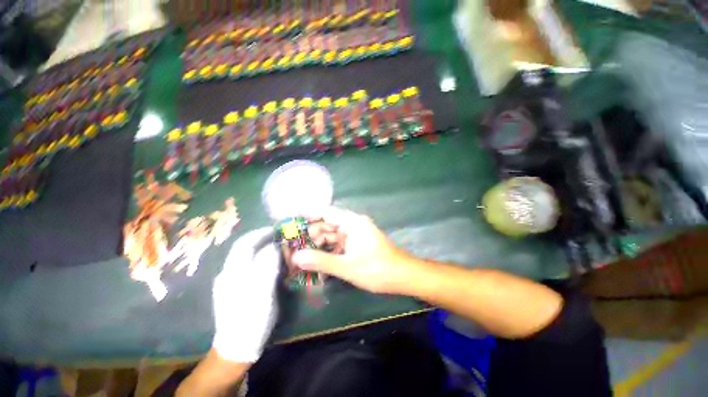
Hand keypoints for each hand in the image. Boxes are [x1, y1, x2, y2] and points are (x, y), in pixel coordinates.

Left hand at [211, 227, 278, 362]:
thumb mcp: (262, 292)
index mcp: (233, 273)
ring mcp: (228, 281)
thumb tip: (274, 247)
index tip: (276, 229)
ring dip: (259, 246)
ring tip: (275, 245)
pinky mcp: (232, 288)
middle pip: (242, 247)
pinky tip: (267, 262)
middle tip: (277, 235)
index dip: (260, 233)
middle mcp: (228, 273)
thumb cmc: (252, 318)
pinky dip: (257, 257)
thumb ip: (267, 267)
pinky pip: (246, 265)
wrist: (237, 346)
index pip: (245, 244)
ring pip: (244, 255)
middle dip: (259, 238)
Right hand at [291, 208, 420, 294]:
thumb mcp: (347, 266)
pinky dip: (330, 253)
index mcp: (352, 222)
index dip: (308, 215)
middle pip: (327, 225)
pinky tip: (321, 266)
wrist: (403, 276)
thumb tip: (296, 257)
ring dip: (320, 247)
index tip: (291, 223)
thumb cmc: (377, 269)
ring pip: (332, 236)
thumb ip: (321, 261)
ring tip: (304, 261)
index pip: (325, 212)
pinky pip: (339, 244)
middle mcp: (353, 224)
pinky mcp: (358, 244)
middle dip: (311, 237)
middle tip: (294, 251)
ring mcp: (356, 234)